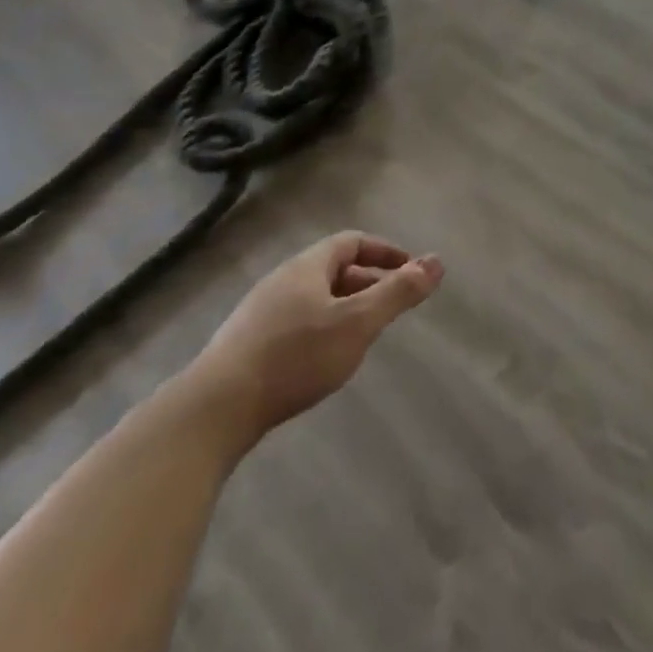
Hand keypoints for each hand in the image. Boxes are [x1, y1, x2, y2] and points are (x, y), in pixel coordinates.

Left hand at [186, 231, 442, 448]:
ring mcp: (259, 313)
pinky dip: (321, 329)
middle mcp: (282, 280)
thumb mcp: (358, 323)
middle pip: (333, 269)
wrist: (214, 410)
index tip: (409, 271)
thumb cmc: (295, 357)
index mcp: (307, 267)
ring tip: (363, 334)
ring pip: (313, 298)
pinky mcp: (245, 345)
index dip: (384, 252)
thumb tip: (438, 262)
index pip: (352, 241)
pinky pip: (295, 322)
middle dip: (368, 282)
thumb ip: (399, 292)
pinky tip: (324, 359)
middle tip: (392, 306)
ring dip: (344, 307)